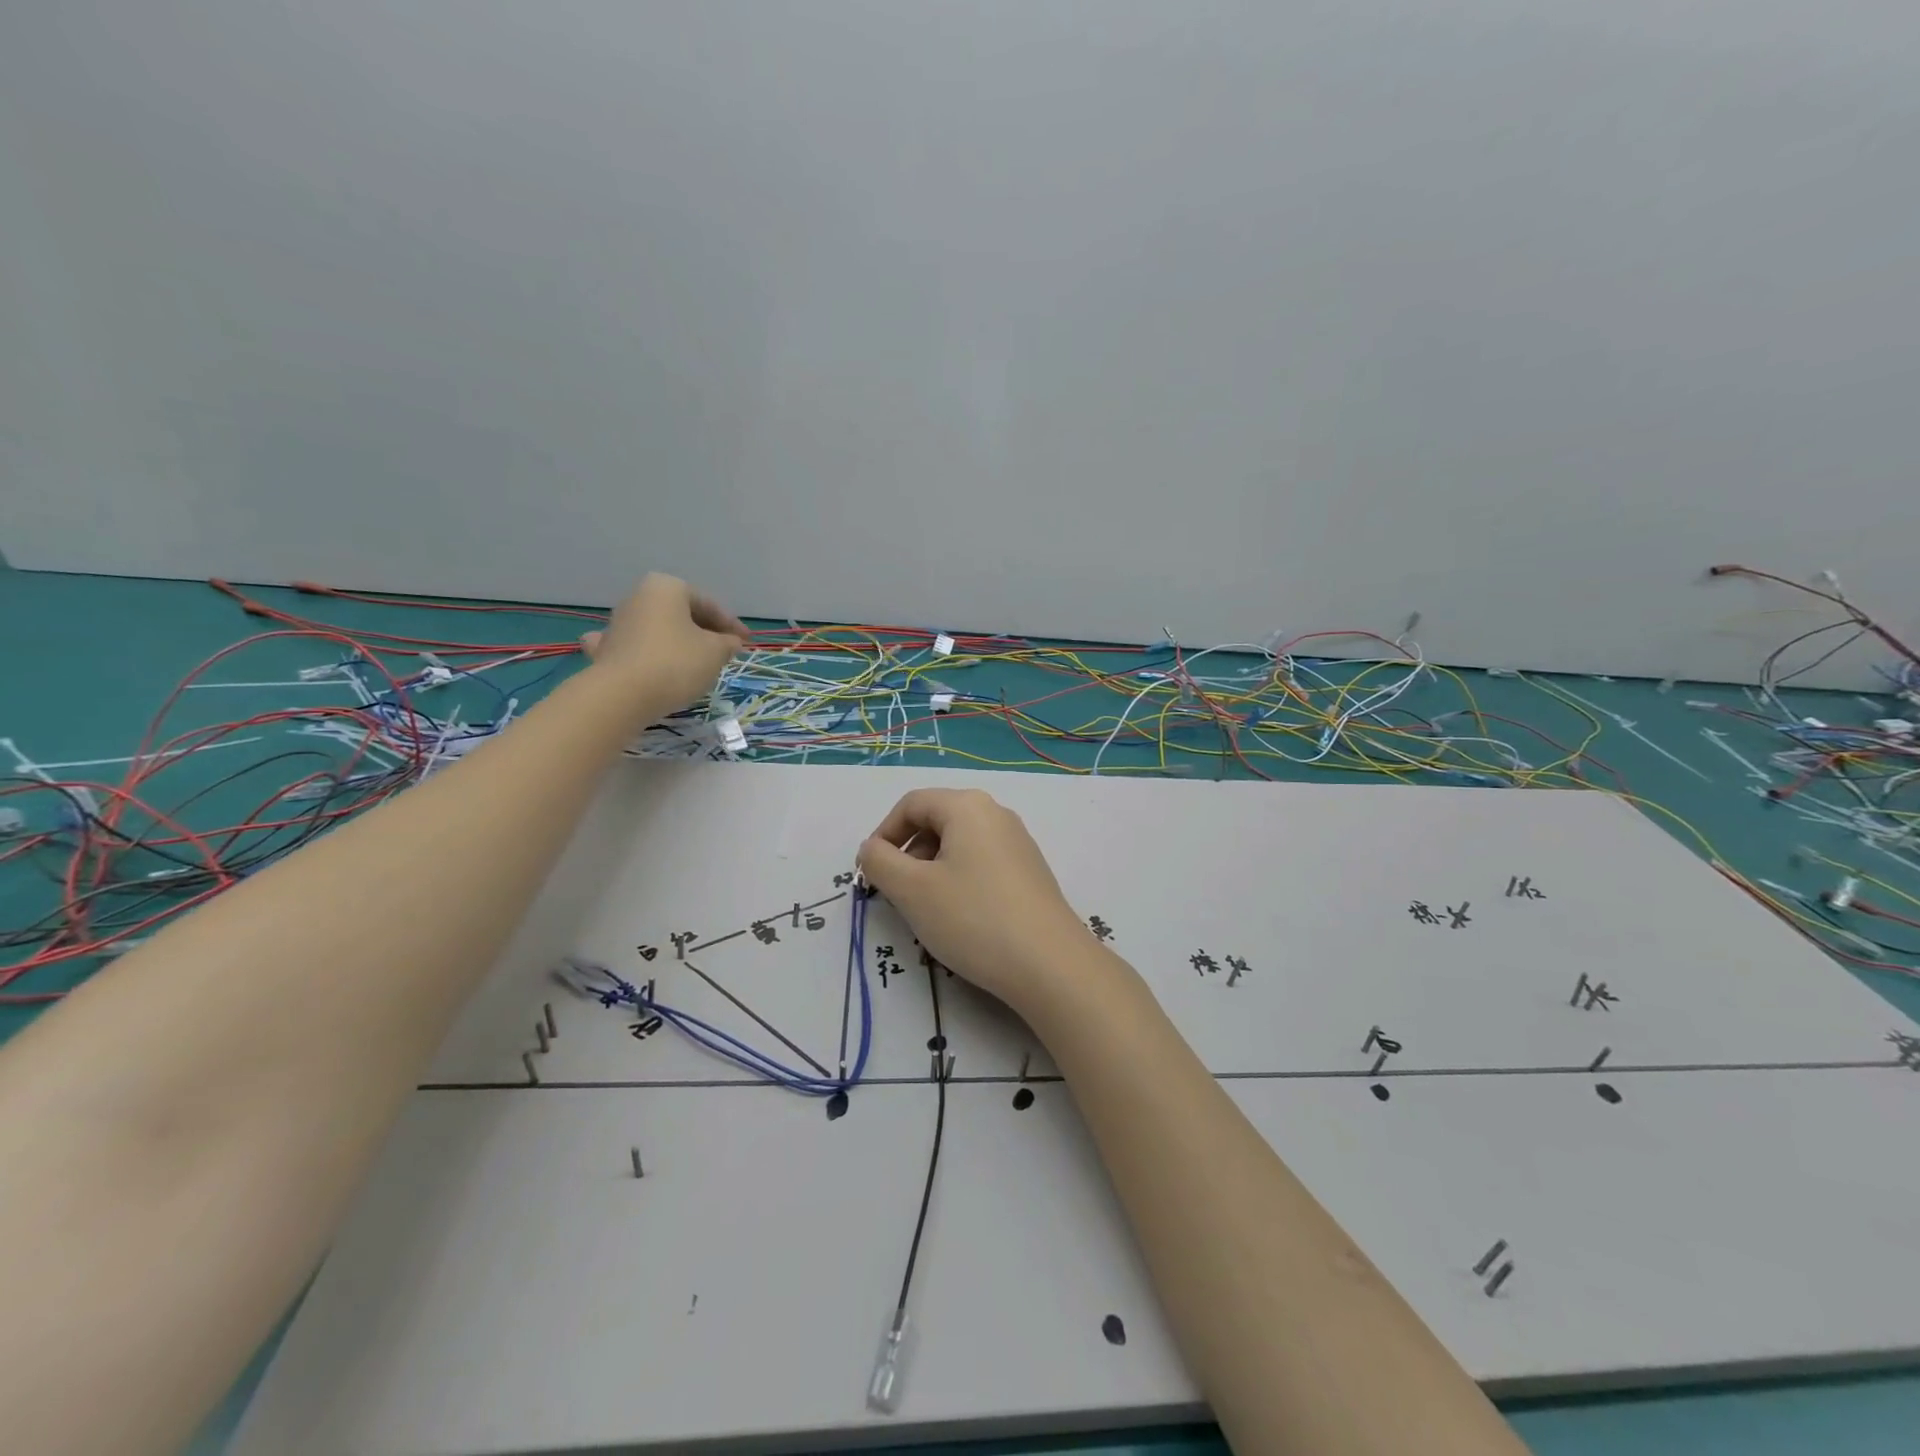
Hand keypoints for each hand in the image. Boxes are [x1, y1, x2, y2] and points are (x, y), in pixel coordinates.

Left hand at [582, 574, 747, 712]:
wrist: (621, 696)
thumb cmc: (676, 663)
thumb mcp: (715, 652)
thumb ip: (727, 643)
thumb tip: (730, 642)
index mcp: (666, 588)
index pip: (708, 604)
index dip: (731, 624)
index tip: (747, 642)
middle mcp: (638, 597)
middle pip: (681, 614)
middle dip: (704, 632)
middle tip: (725, 652)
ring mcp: (618, 624)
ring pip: (659, 630)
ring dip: (678, 642)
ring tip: (697, 663)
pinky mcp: (606, 650)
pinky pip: (635, 648)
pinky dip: (647, 654)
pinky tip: (649, 662)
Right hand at [857, 788, 1093, 1011]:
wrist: (1050, 965)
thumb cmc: (973, 918)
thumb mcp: (912, 891)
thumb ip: (880, 862)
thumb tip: (872, 848)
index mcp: (967, 806)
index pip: (911, 804)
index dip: (884, 834)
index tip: (872, 872)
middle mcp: (996, 814)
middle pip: (937, 820)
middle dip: (909, 853)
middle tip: (897, 893)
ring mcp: (1018, 842)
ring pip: (959, 844)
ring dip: (932, 869)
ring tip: (927, 909)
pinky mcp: (1030, 871)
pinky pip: (982, 862)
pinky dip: (959, 879)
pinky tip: (960, 917)